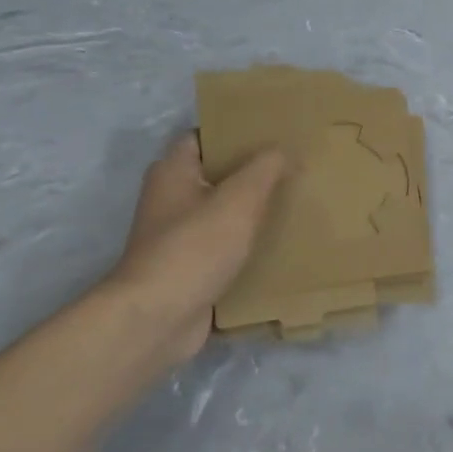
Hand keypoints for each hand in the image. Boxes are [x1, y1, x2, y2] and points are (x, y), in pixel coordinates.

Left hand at [100, 134, 287, 364]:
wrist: (157, 320)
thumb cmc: (195, 247)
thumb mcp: (240, 198)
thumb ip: (266, 167)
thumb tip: (284, 150)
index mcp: (173, 172)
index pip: (205, 136)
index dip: (237, 130)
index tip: (274, 132)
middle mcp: (170, 200)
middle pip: (217, 174)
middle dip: (253, 172)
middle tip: (294, 166)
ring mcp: (177, 237)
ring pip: (223, 213)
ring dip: (253, 210)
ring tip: (295, 202)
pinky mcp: (189, 269)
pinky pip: (225, 247)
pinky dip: (248, 244)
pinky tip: (280, 244)